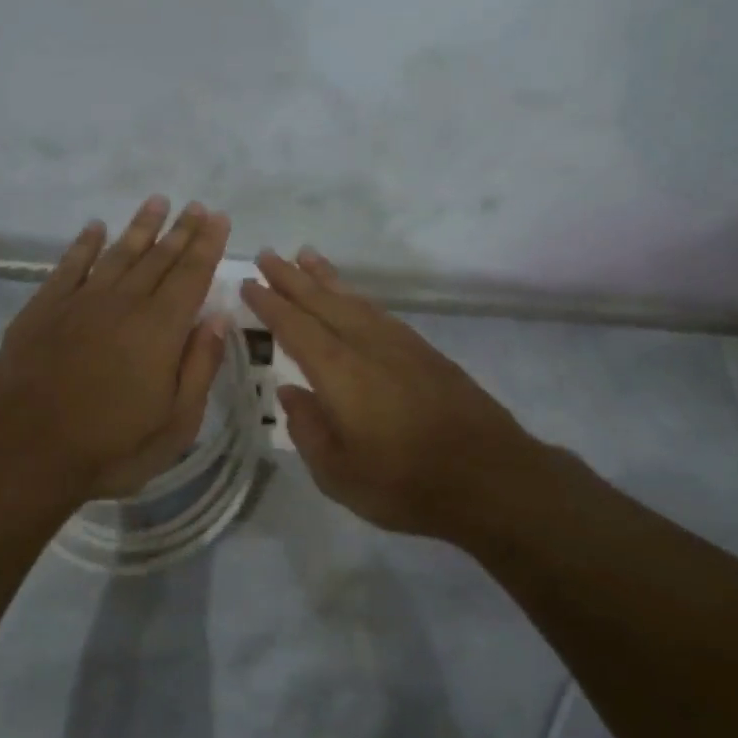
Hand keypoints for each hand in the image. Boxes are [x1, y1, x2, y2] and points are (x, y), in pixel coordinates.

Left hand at [0, 196, 232, 500]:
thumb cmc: (110, 446)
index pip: (192, 275)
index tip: (219, 218)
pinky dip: (84, 244)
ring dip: (140, 227)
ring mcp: (80, 302)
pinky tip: (94, 228)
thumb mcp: (176, 423)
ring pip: (118, 253)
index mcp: (160, 329)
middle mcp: (124, 303)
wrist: (23, 452)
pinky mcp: (43, 309)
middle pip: (159, 257)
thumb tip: (218, 318)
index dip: (208, 245)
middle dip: (182, 230)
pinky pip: (69, 265)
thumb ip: (200, 367)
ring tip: (158, 201)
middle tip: (197, 206)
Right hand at [241, 248, 542, 536]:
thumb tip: (290, 394)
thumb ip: (308, 429)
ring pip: (354, 300)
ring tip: (305, 256)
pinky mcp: (424, 351)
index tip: (249, 282)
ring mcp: (399, 344)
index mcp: (339, 372)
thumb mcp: (339, 473)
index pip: (295, 327)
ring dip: (326, 278)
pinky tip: (352, 298)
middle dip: (292, 278)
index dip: (270, 304)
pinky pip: (379, 311)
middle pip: (323, 302)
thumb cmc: (405, 482)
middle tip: (268, 255)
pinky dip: (358, 297)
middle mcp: (367, 345)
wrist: (489, 476)